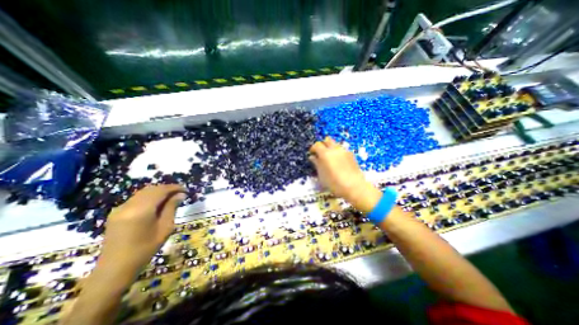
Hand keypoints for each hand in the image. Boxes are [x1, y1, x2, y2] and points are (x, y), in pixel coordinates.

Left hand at [95, 185, 183, 281]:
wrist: (115, 269)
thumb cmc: (145, 249)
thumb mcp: (165, 228)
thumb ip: (172, 208)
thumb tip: (181, 195)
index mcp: (141, 210)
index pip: (161, 190)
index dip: (175, 188)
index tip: (186, 190)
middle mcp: (128, 205)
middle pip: (151, 189)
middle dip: (167, 189)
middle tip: (180, 194)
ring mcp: (120, 209)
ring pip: (143, 193)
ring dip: (158, 192)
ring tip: (171, 198)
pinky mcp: (116, 213)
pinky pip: (136, 199)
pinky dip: (149, 197)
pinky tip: (157, 204)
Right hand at [310, 137, 383, 213]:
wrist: (354, 186)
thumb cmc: (334, 183)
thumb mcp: (322, 175)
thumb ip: (316, 164)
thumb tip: (312, 157)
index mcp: (325, 154)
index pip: (317, 145)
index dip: (313, 148)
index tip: (312, 154)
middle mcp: (335, 149)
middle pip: (327, 139)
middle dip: (323, 144)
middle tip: (321, 153)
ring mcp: (344, 151)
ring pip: (335, 144)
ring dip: (331, 148)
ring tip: (330, 158)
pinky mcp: (351, 154)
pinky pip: (342, 149)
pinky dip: (338, 152)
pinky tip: (338, 162)